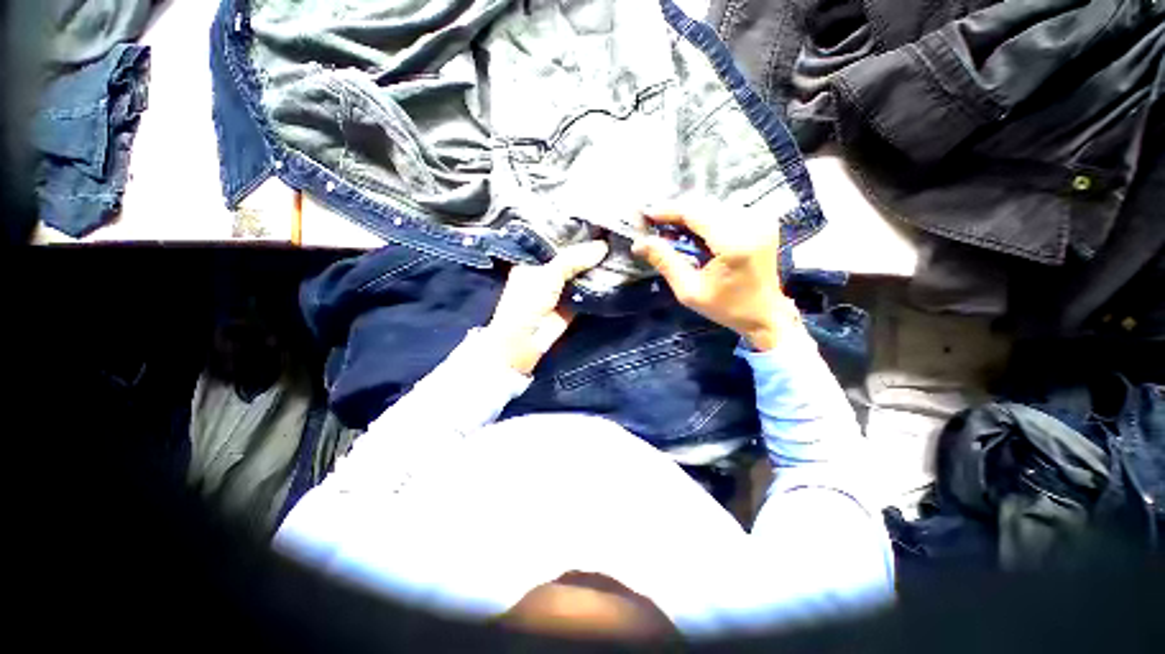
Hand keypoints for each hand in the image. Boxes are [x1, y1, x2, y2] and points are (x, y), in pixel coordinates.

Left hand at [484, 241, 608, 374]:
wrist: (523, 342)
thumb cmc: (527, 303)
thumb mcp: (548, 275)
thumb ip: (573, 259)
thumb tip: (603, 246)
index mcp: (534, 258)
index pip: (557, 239)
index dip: (575, 231)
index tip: (598, 220)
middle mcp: (548, 270)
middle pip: (572, 256)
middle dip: (590, 248)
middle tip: (615, 233)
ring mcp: (561, 287)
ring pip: (581, 272)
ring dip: (597, 265)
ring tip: (620, 248)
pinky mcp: (572, 303)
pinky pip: (588, 289)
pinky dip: (599, 283)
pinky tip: (616, 271)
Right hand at [632, 203, 799, 350]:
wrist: (766, 314)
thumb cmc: (726, 307)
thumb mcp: (689, 291)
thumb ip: (665, 262)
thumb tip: (640, 243)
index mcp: (733, 242)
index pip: (694, 213)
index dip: (667, 211)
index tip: (645, 214)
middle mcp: (750, 222)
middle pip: (703, 206)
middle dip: (676, 213)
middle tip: (654, 225)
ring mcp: (759, 219)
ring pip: (713, 206)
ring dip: (690, 215)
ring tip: (671, 231)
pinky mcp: (762, 221)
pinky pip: (725, 212)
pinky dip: (705, 219)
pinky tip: (693, 233)